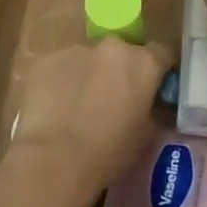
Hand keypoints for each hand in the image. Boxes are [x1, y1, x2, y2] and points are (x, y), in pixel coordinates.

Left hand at [10, 37, 174, 198]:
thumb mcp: (145, 136)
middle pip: (120, 54)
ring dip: (87, 76)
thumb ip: (150, 109)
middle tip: (111, 100)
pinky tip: (53, 109)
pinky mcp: (46, 60)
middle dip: (118, 72)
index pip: (161, 54)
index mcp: (142, 63)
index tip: (152, 88)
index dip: (158, 71)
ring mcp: (75, 50)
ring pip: (87, 59)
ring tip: (76, 108)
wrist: (55, 159)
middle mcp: (111, 47)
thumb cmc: (108, 153)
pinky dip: (60, 82)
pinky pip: (59, 68)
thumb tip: (145, 105)